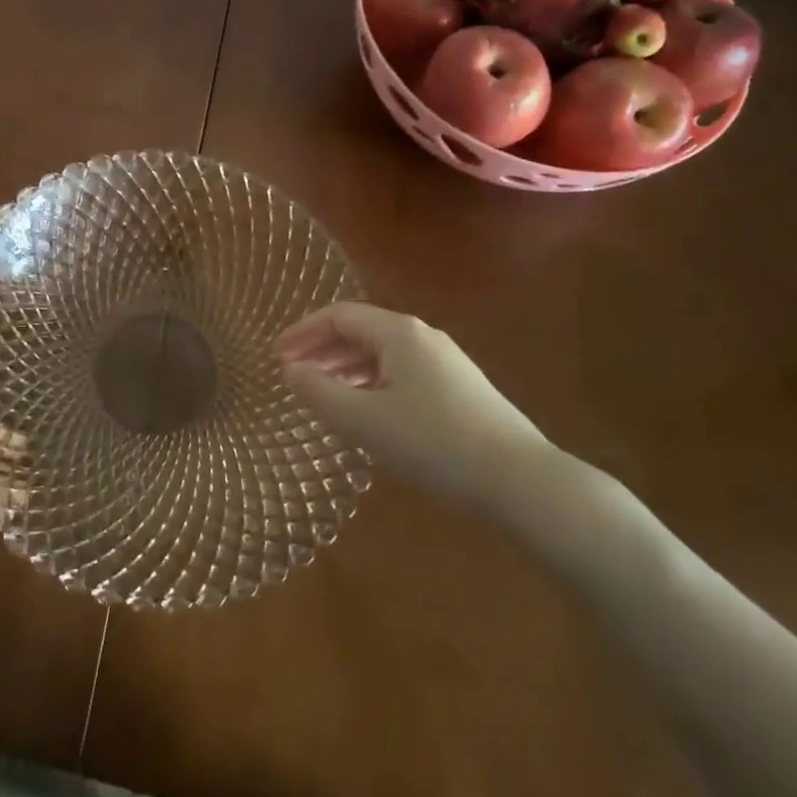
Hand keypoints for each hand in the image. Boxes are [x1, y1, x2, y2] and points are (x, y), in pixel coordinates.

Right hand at [274, 302, 553, 507]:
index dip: (302, 332)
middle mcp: (422, 336)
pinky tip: (367, 412)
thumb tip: (290, 370)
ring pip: (381, 353)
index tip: (276, 356)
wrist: (520, 480)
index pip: (338, 316)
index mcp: (398, 333)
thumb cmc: (433, 443)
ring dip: (346, 368)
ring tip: (323, 395)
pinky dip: (371, 382)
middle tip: (294, 376)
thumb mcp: (364, 421)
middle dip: (322, 350)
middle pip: (360, 331)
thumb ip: (320, 392)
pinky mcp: (458, 387)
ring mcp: (444, 361)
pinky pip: (401, 371)